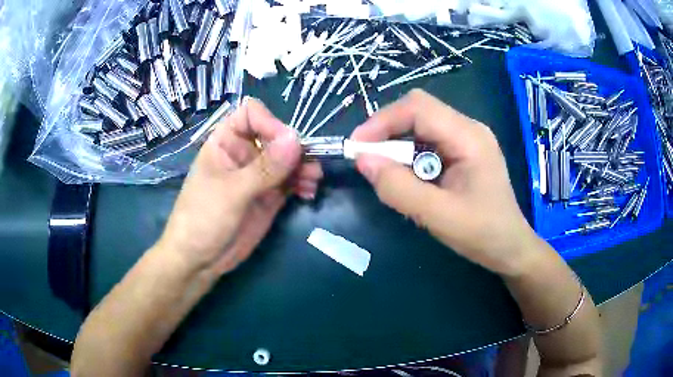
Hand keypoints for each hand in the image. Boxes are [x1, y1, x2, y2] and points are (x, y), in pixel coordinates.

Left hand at [157, 98, 322, 275]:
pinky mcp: (269, 196)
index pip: (251, 115)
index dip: (270, 122)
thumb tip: (297, 138)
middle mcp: (244, 154)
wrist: (199, 260)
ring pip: (288, 159)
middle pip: (276, 136)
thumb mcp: (231, 192)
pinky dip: (303, 183)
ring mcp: (258, 176)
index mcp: (225, 142)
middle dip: (295, 148)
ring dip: (304, 166)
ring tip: (313, 180)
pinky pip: (291, 181)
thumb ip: (265, 168)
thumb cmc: (202, 219)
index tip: (286, 144)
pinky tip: (308, 192)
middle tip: (309, 165)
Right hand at [351, 89, 536, 275]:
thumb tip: (363, 161)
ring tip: (385, 171)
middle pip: (418, 110)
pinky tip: (407, 177)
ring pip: (420, 125)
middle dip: (387, 130)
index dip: (383, 121)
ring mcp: (466, 139)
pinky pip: (427, 141)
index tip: (358, 146)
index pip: (419, 108)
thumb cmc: (483, 234)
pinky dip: (408, 155)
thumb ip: (400, 189)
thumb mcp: (439, 216)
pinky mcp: (462, 152)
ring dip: (396, 144)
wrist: (510, 247)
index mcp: (469, 137)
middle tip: (367, 158)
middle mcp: (468, 129)